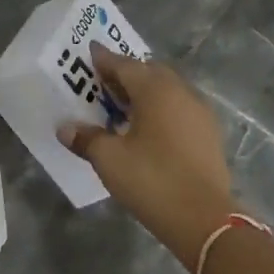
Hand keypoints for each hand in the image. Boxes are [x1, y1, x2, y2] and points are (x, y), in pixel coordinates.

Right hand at [59, 46, 236, 271]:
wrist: (205, 220)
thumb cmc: (152, 180)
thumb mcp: (109, 159)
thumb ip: (86, 138)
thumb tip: (65, 128)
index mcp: (155, 90)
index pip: (124, 65)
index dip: (104, 59)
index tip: (89, 53)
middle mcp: (181, 93)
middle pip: (149, 72)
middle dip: (126, 73)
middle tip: (103, 84)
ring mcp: (199, 113)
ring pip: (168, 90)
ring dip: (145, 92)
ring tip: (122, 106)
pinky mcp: (208, 135)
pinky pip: (179, 108)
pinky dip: (160, 108)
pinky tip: (147, 128)